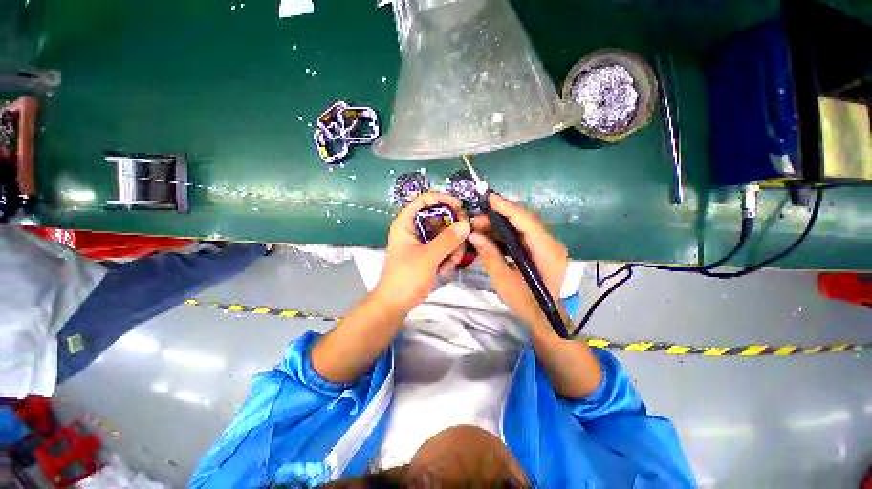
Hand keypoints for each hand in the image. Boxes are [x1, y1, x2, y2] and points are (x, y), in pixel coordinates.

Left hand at [374, 192, 470, 312]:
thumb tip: (466, 224)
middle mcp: (415, 228)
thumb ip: (447, 240)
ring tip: (451, 262)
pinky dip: (449, 256)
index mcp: (407, 223)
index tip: (460, 207)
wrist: (396, 303)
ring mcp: (423, 241)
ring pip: (446, 234)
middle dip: (453, 230)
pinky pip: (445, 247)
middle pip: (439, 217)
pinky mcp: (429, 253)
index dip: (442, 199)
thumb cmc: (406, 277)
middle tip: (462, 240)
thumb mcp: (428, 257)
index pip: (424, 200)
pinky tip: (445, 269)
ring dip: (453, 247)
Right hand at [468, 194, 568, 330]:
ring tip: (478, 226)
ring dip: (500, 225)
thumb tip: (474, 235)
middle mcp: (551, 244)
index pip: (527, 222)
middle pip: (524, 221)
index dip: (508, 208)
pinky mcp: (540, 250)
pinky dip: (505, 234)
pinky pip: (521, 236)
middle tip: (475, 220)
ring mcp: (546, 246)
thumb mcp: (504, 282)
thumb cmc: (527, 304)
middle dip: (498, 217)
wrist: (545, 319)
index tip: (489, 198)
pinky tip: (489, 235)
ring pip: (521, 227)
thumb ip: (490, 256)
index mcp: (547, 252)